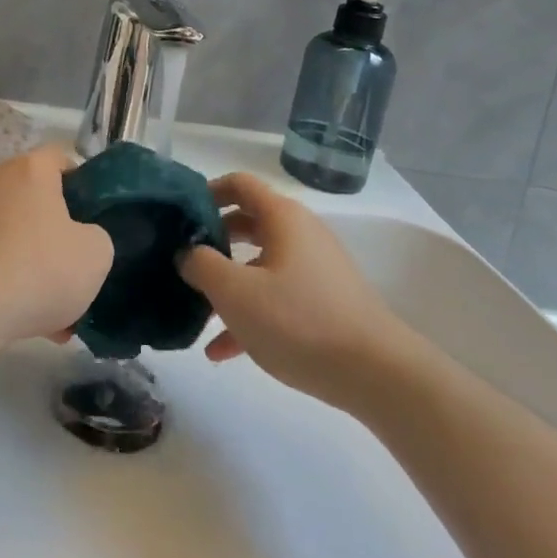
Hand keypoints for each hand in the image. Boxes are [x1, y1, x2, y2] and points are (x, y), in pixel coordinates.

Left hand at [0, 145, 114, 344]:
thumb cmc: (40, 267)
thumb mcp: (95, 254)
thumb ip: (96, 237)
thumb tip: (82, 241)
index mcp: (30, 169)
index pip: (59, 158)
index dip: (81, 182)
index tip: (93, 212)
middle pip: (33, 196)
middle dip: (54, 227)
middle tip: (74, 260)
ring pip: (11, 231)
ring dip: (31, 259)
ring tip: (52, 306)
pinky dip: (6, 279)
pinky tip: (25, 317)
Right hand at [178, 172, 404, 407]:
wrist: (376, 373)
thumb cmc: (298, 320)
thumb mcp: (235, 292)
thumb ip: (201, 265)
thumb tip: (188, 252)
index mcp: (282, 217)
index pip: (239, 184)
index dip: (206, 192)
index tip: (179, 215)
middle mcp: (300, 233)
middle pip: (247, 223)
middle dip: (212, 241)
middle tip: (182, 260)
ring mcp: (314, 269)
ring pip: (259, 265)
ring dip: (227, 284)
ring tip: (196, 311)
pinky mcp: (323, 303)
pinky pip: (276, 297)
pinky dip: (249, 313)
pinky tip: (221, 351)